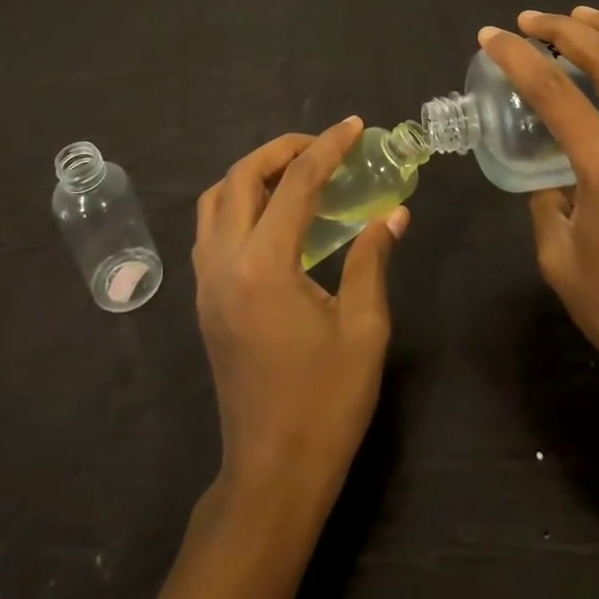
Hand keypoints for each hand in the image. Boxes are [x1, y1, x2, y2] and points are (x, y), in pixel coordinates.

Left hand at [193, 118, 407, 518]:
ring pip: (214, 201)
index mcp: (264, 266)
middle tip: (322, 145)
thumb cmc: (325, 402)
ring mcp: (206, 282)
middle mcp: (224, 263)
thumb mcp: (363, 328)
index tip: (353, 126)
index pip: (296, 184)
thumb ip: (372, 260)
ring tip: (295, 172)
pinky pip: (210, 229)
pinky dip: (237, 203)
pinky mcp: (204, 300)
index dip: (327, 148)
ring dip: (252, 173)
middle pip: (240, 178)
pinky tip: (273, 216)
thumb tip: (393, 214)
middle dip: (280, 149)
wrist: (272, 472)